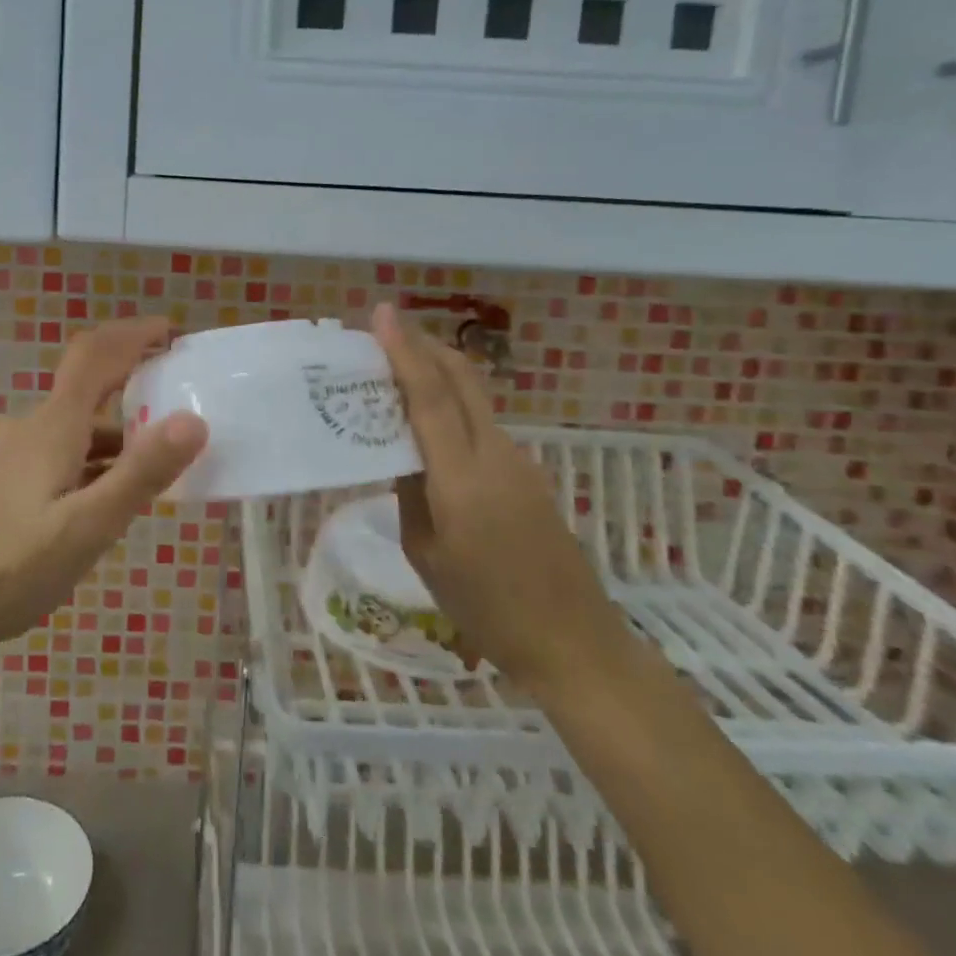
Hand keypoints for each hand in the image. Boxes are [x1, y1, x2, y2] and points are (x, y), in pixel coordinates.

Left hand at [0, 318, 207, 656]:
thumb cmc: (13, 568)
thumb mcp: (88, 526)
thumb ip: (141, 473)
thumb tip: (193, 420)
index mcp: (53, 426)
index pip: (95, 355)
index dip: (133, 333)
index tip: (172, 331)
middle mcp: (33, 427)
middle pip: (89, 387)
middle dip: (135, 385)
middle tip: (181, 405)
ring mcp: (15, 454)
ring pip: (77, 426)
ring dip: (119, 432)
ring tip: (160, 462)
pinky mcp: (8, 480)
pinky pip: (62, 451)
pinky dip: (96, 458)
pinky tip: (110, 494)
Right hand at [371, 304, 626, 693]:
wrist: (573, 643)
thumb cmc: (486, 608)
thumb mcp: (425, 554)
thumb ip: (409, 493)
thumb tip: (400, 453)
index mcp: (462, 478)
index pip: (429, 396)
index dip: (404, 350)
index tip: (382, 313)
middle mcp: (495, 454)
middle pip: (461, 378)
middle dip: (424, 346)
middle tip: (386, 332)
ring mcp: (519, 461)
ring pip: (474, 397)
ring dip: (438, 373)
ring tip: (397, 374)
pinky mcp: (529, 474)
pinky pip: (482, 423)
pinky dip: (453, 405)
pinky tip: (431, 424)